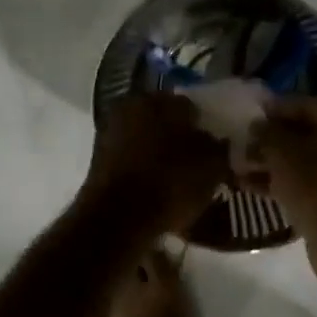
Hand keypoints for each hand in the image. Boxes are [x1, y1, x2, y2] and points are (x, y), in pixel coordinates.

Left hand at [80, 93, 231, 235]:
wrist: (118, 218)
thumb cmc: (170, 183)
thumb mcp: (212, 166)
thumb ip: (219, 147)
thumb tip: (218, 141)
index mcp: (160, 99)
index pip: (191, 106)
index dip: (205, 127)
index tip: (214, 148)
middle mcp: (132, 105)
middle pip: (165, 119)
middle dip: (180, 137)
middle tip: (196, 163)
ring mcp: (110, 130)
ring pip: (146, 138)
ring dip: (159, 153)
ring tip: (177, 180)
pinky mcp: (98, 157)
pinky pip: (130, 157)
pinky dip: (143, 168)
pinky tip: (156, 189)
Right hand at [249, 98, 316, 291]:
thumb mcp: (283, 151)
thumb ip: (267, 132)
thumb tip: (257, 127)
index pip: (309, 105)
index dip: (277, 109)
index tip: (252, 114)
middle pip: (310, 134)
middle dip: (275, 140)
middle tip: (246, 144)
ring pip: (310, 162)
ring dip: (277, 164)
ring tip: (242, 167)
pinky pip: (313, 185)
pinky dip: (287, 184)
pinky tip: (254, 187)